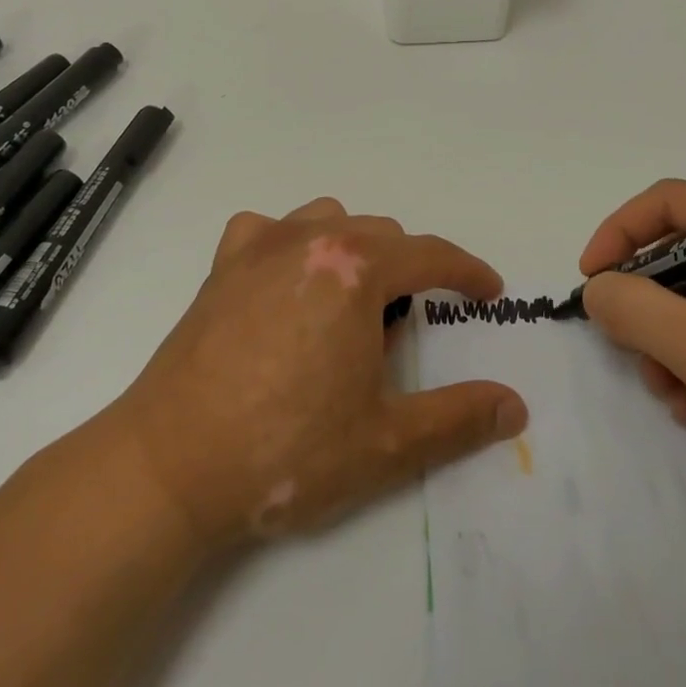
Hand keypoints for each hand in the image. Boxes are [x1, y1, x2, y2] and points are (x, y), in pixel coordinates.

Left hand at [83, 198, 527, 553]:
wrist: (169, 467)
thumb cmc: (285, 451)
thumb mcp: (385, 444)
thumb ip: (458, 419)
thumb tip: (516, 406)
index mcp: (356, 270)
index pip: (430, 255)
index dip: (467, 272)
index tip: (489, 291)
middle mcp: (311, 240)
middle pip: (382, 234)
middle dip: (408, 271)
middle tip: (403, 332)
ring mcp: (260, 247)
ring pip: (330, 220)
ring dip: (354, 250)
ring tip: (350, 304)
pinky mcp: (221, 266)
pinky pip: (269, 230)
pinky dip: (290, 244)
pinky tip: (285, 283)